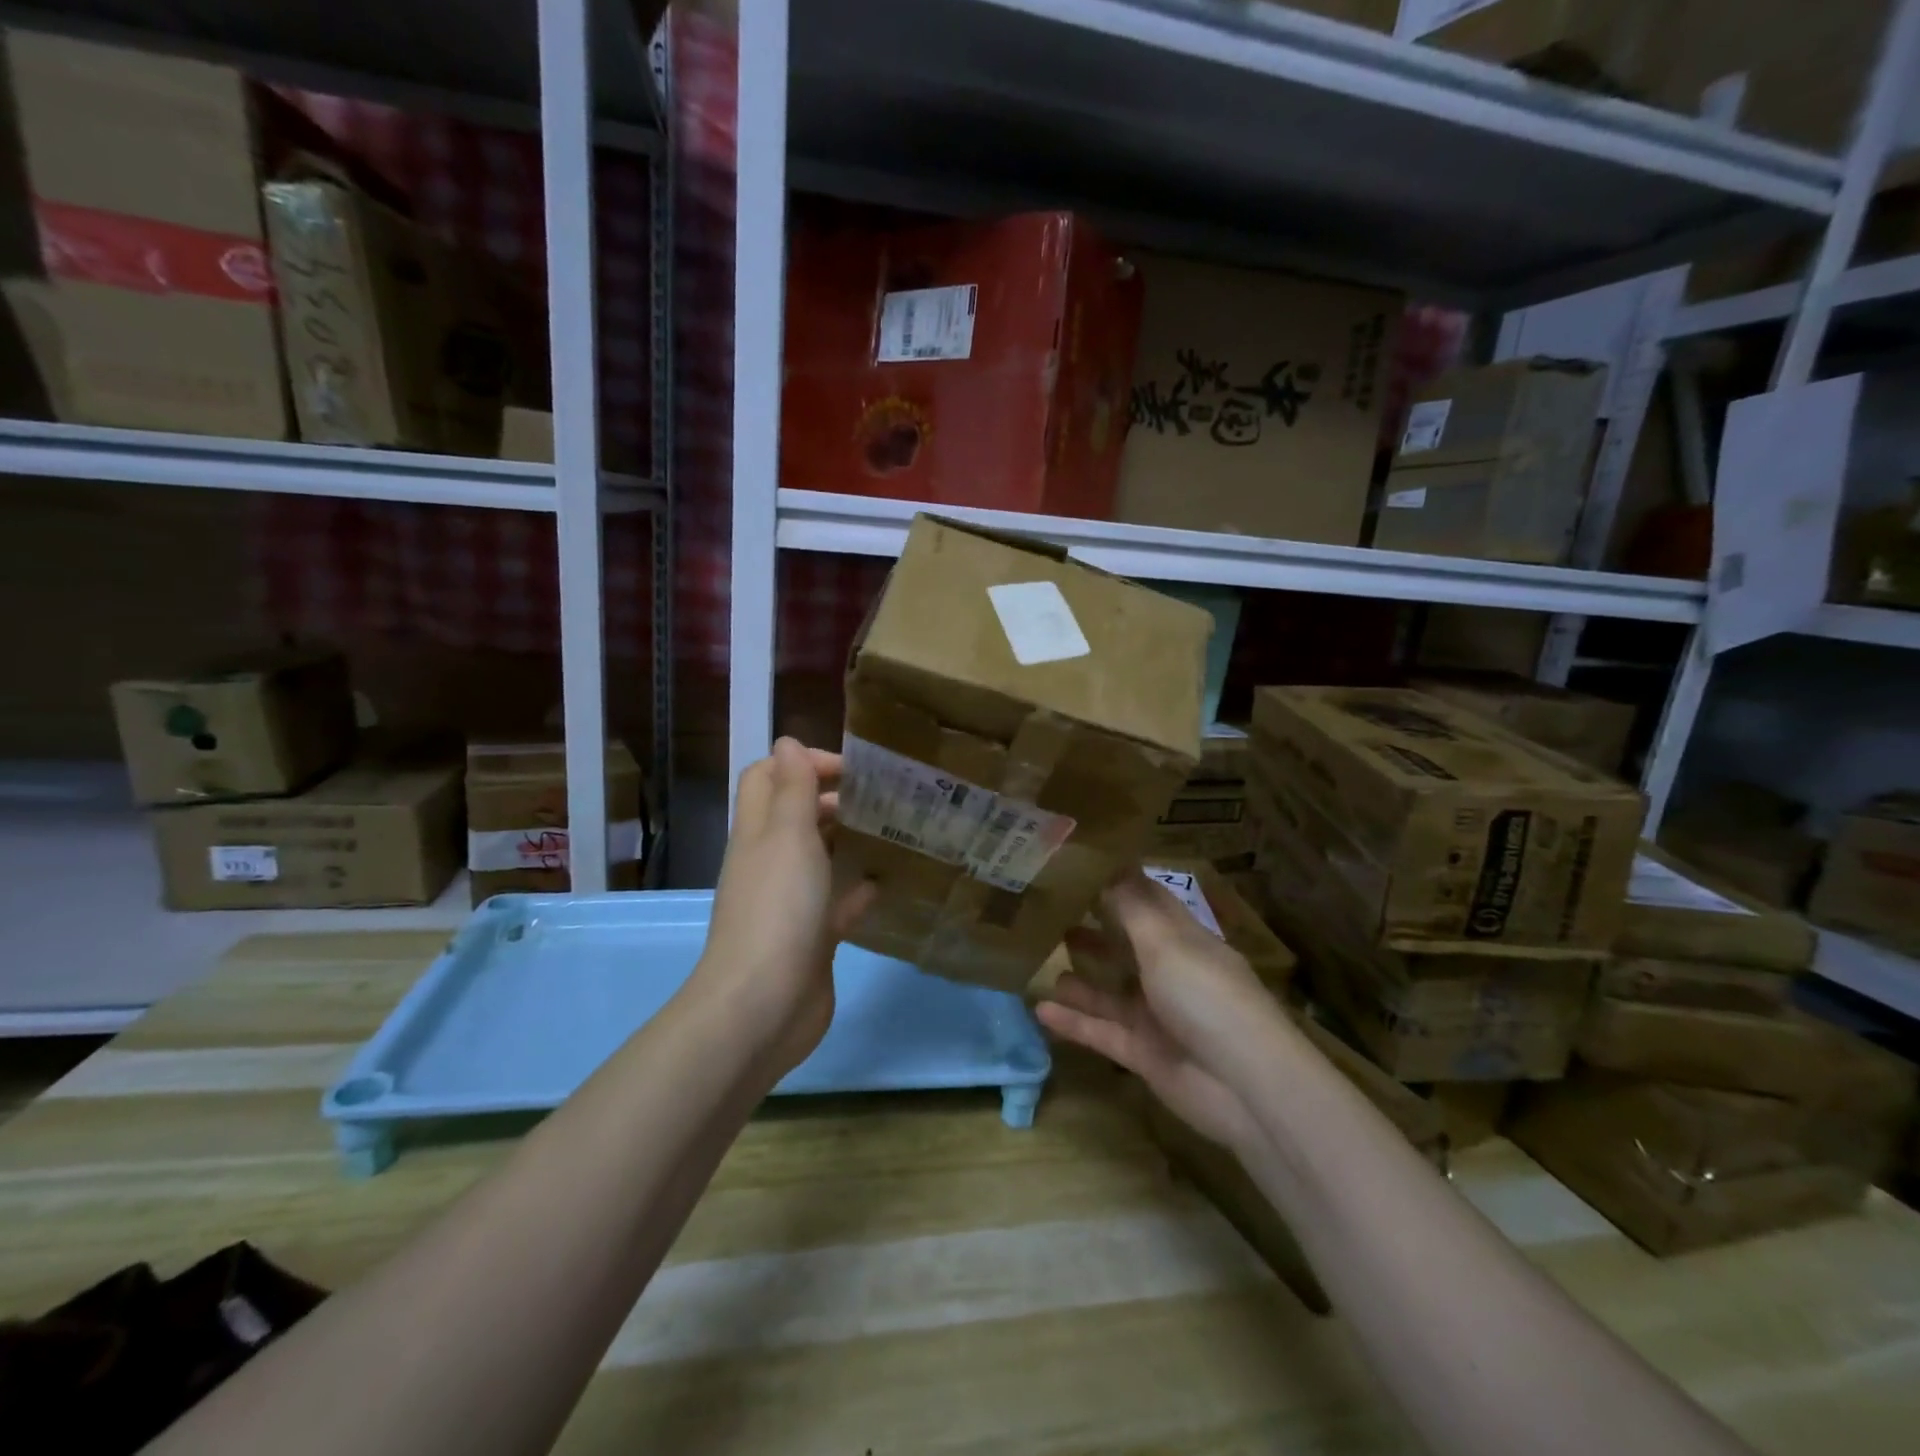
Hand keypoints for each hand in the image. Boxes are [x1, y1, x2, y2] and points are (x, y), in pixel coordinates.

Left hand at [694, 738, 875, 1079]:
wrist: (763, 1006)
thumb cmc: (778, 909)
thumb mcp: (788, 836)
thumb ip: (792, 789)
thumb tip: (787, 741)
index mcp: (758, 832)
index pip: (767, 777)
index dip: (802, 763)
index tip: (851, 769)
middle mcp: (769, 862)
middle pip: (794, 815)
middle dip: (831, 798)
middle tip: (881, 797)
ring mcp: (788, 902)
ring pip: (816, 858)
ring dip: (845, 840)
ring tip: (890, 830)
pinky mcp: (810, 938)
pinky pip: (835, 904)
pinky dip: (856, 890)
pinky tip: (885, 883)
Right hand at [1036, 872, 1282, 1150]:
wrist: (1243, 1085)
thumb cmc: (1205, 995)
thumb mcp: (1165, 941)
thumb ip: (1131, 906)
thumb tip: (1108, 865)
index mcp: (1183, 939)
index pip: (1149, 902)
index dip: (1118, 883)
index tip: (1078, 866)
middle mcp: (1170, 973)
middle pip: (1126, 945)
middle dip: (1093, 929)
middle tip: (1049, 912)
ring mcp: (1157, 1015)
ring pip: (1110, 991)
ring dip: (1080, 977)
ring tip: (1039, 958)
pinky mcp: (1144, 1053)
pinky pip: (1101, 1031)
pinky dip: (1073, 1021)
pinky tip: (1039, 1009)